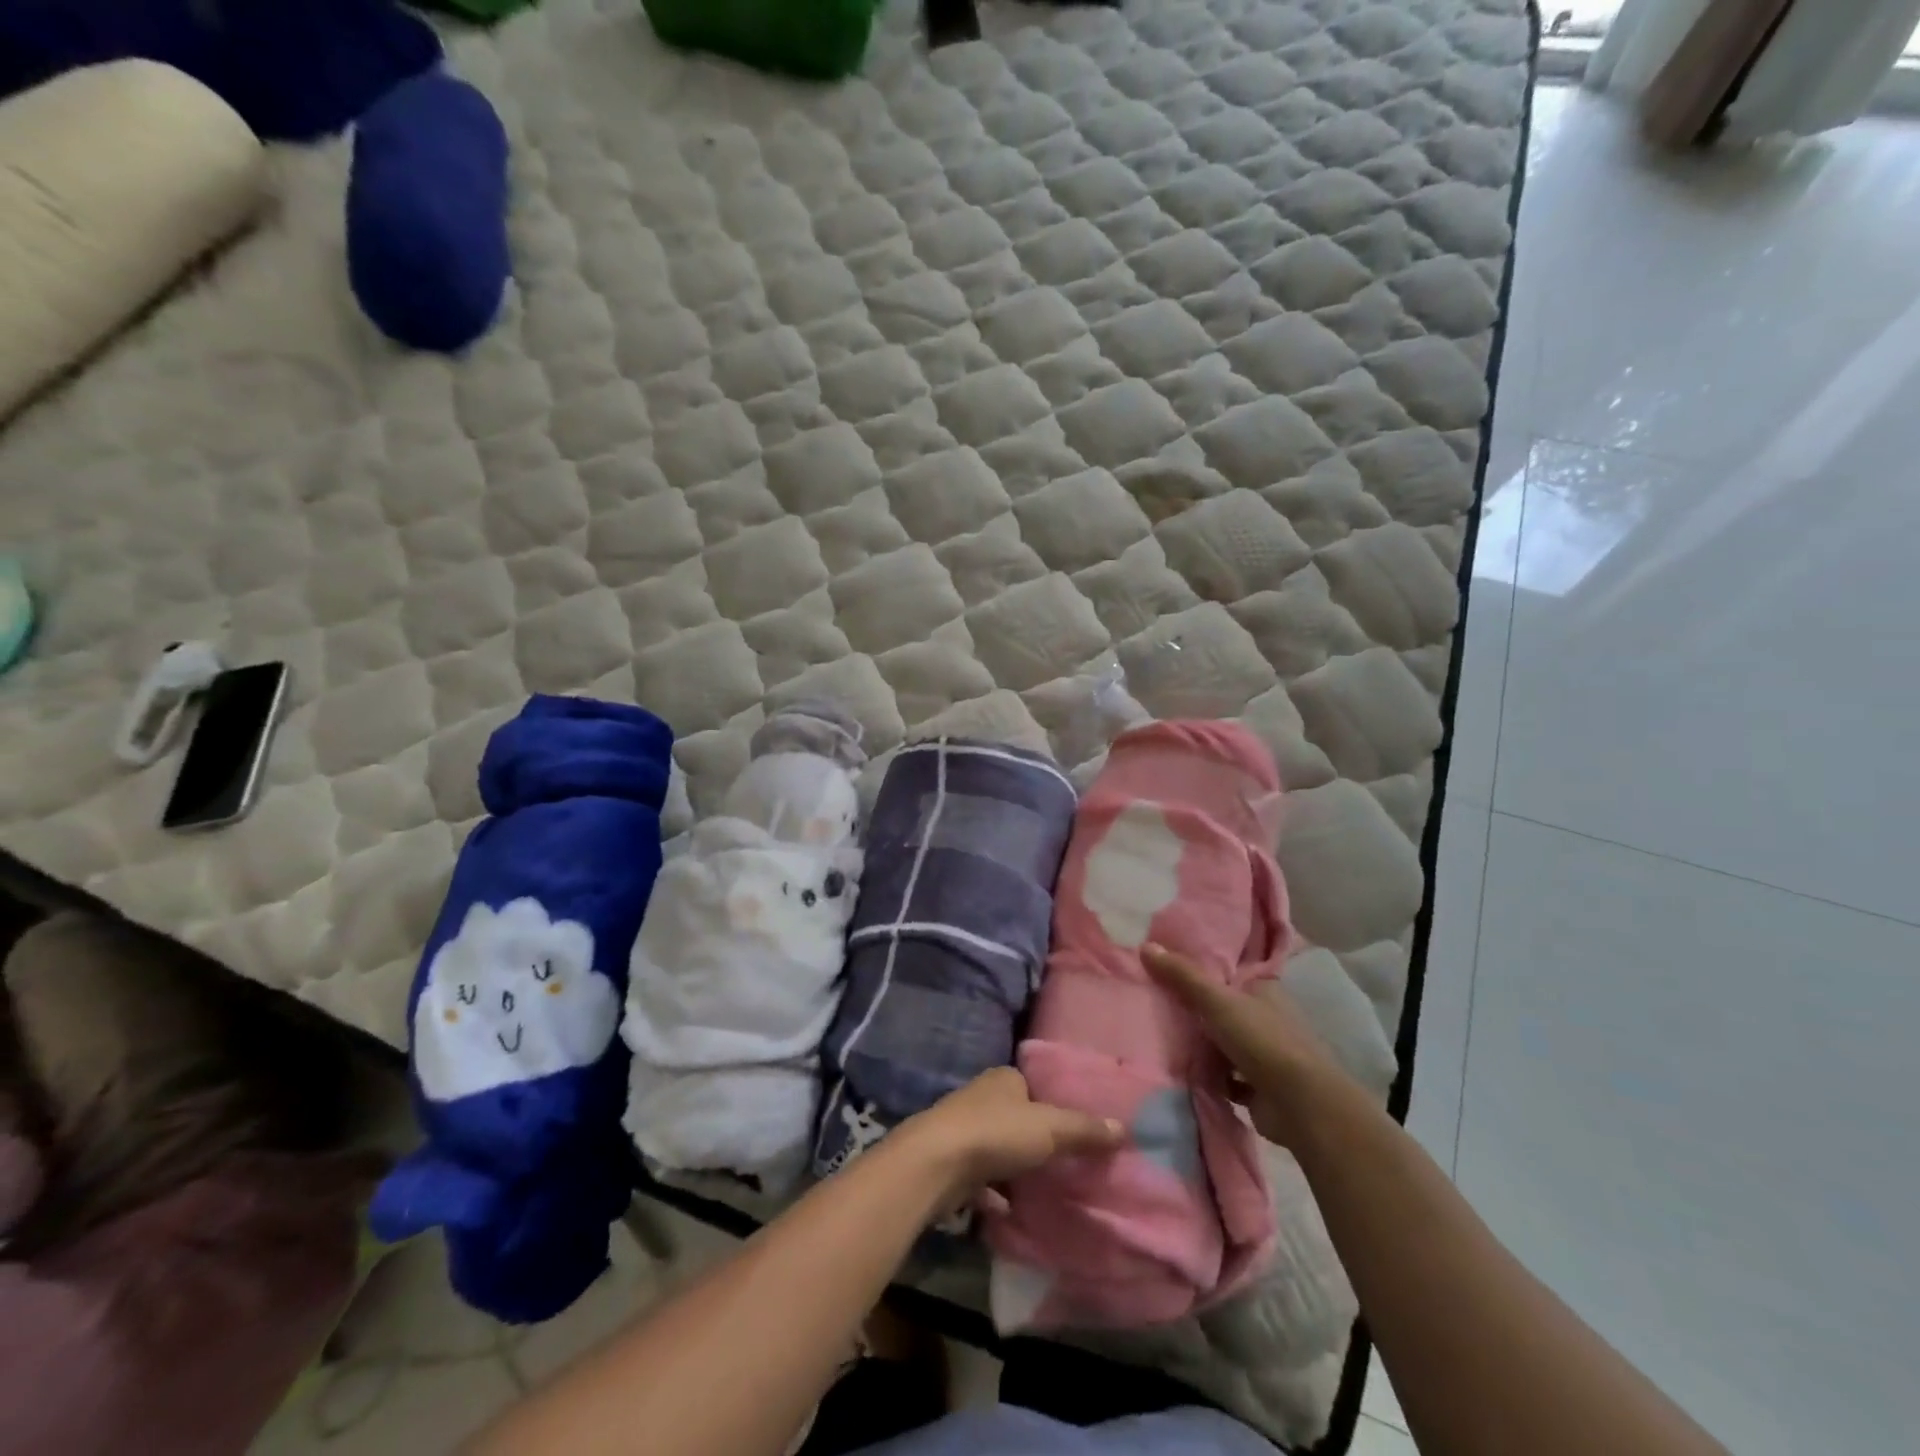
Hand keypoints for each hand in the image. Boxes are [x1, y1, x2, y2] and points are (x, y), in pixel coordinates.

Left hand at [898, 1067, 1124, 1213]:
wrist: (935, 1164)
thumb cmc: (995, 1133)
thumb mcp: (1049, 1128)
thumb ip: (1084, 1130)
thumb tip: (1124, 1128)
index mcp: (1003, 1079)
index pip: (1031, 1087)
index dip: (1051, 1106)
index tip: (1072, 1131)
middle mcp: (980, 1098)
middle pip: (1014, 1118)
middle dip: (1032, 1140)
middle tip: (1062, 1165)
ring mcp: (962, 1130)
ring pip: (996, 1148)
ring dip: (1013, 1168)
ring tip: (1041, 1191)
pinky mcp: (950, 1163)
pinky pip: (980, 1179)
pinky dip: (994, 1194)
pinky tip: (1009, 1212)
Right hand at [1143, 942, 1341, 1148]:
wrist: (1301, 1105)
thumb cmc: (1262, 1040)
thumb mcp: (1217, 1000)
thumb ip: (1182, 975)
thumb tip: (1145, 946)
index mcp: (1264, 990)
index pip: (1229, 975)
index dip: (1202, 974)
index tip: (1169, 973)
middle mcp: (1268, 1018)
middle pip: (1224, 1010)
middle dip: (1198, 1014)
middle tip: (1158, 1008)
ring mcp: (1266, 1055)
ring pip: (1226, 1044)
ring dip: (1204, 1048)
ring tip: (1165, 1040)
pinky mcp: (1261, 1088)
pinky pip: (1228, 1078)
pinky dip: (1212, 1078)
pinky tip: (1186, 1075)